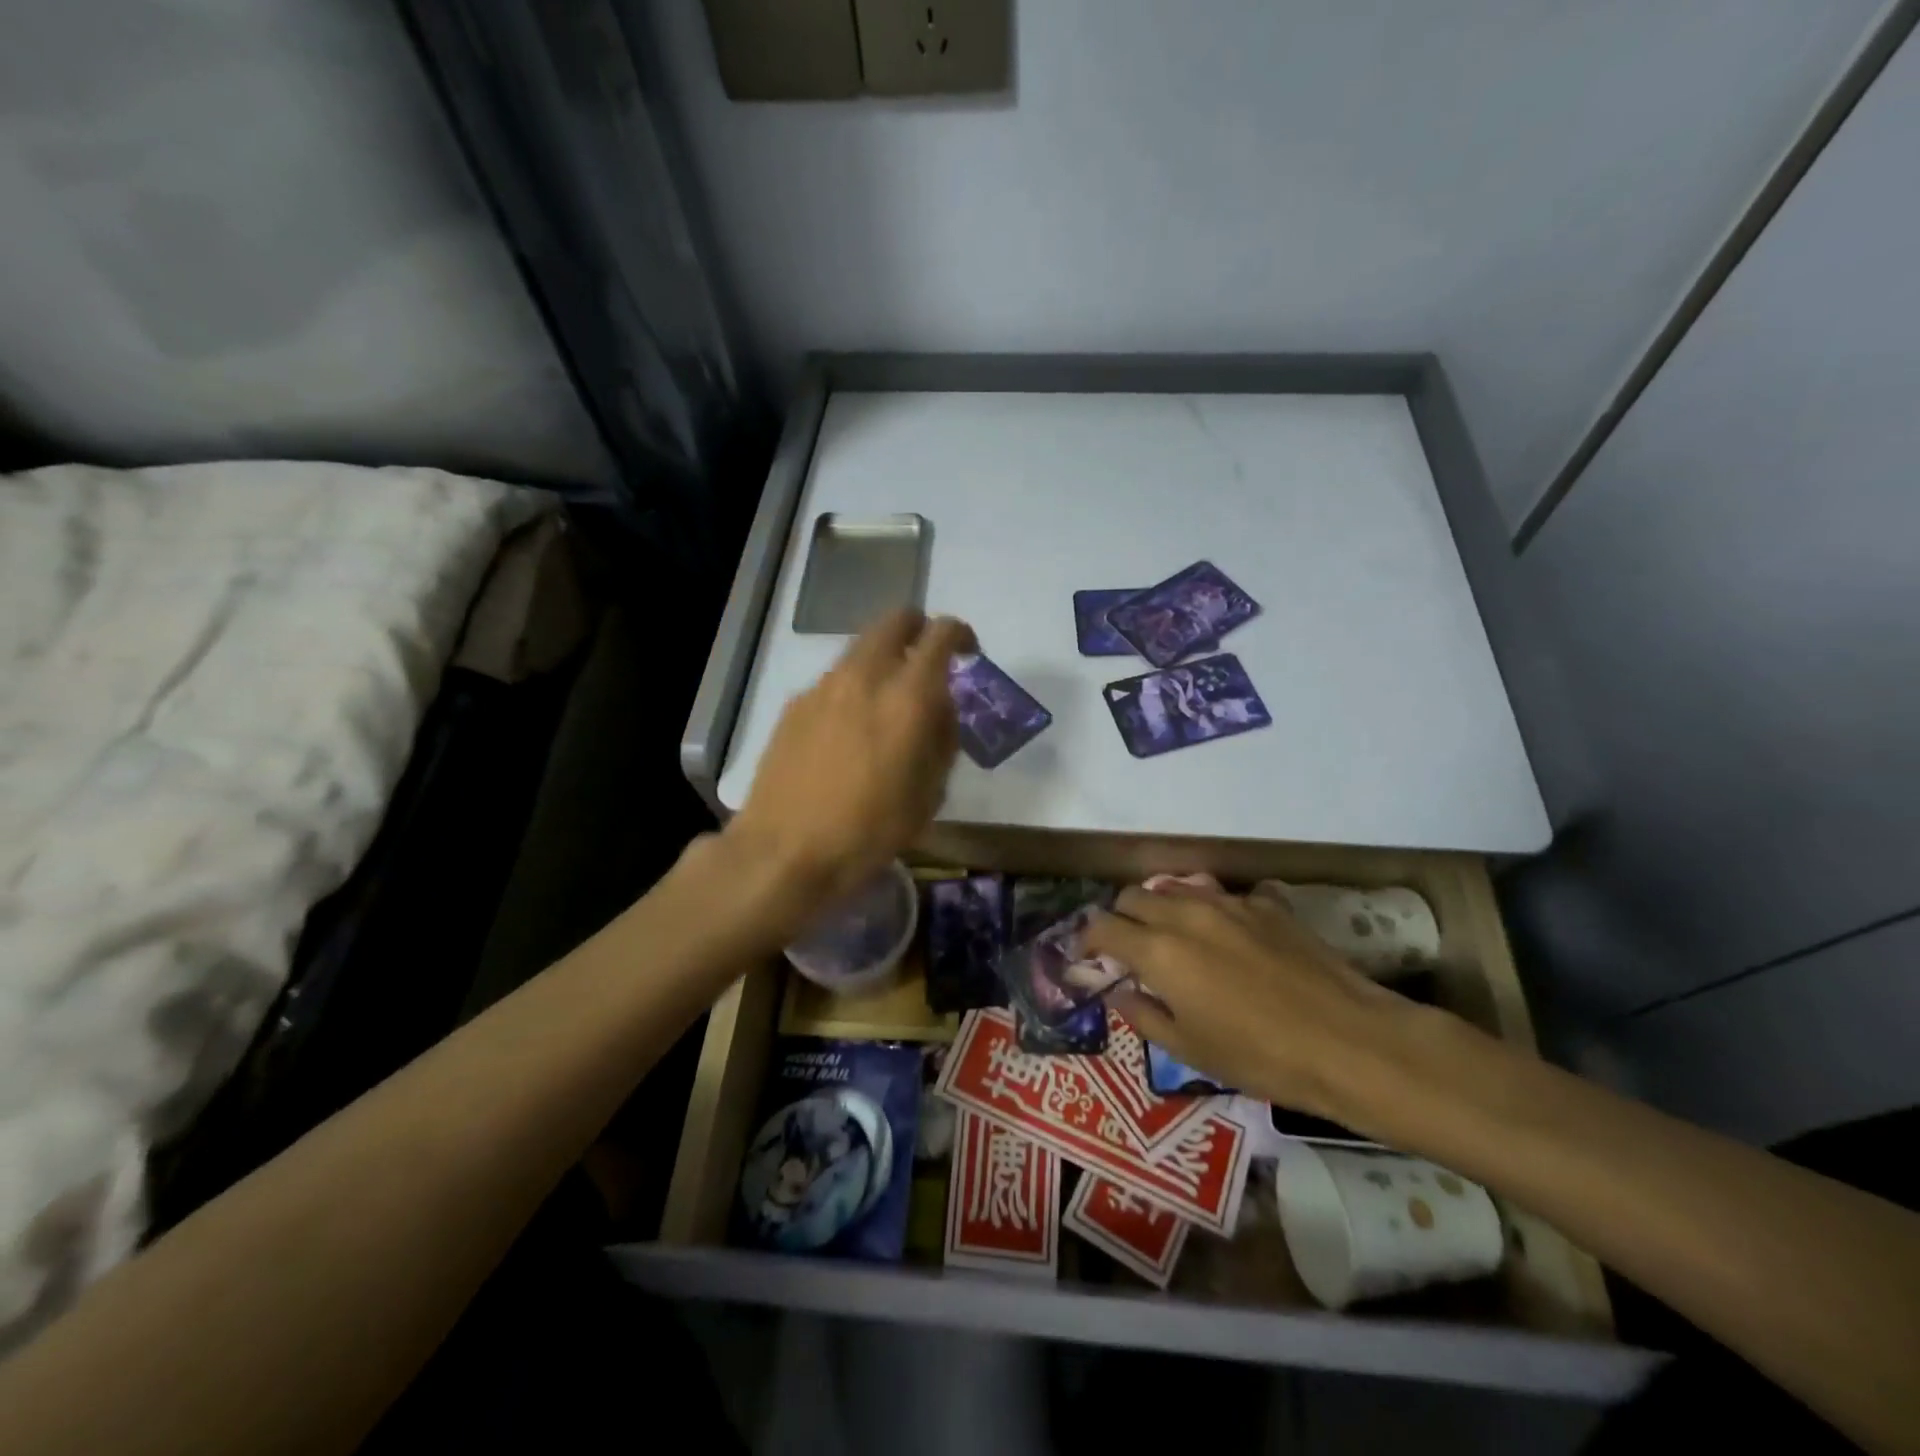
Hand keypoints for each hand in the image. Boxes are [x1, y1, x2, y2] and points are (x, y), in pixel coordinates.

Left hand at [726, 609, 974, 919]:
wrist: (784, 852)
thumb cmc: (869, 832)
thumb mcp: (929, 794)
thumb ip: (942, 739)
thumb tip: (941, 708)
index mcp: (907, 697)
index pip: (941, 635)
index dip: (961, 635)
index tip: (969, 653)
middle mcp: (864, 677)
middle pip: (894, 621)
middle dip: (918, 629)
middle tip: (928, 662)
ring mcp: (823, 687)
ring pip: (861, 649)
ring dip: (883, 661)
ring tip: (887, 706)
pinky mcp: (794, 705)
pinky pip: (834, 680)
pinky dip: (853, 689)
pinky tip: (849, 733)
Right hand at [1084, 881, 1423, 1123]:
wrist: (1349, 1041)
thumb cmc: (1260, 1056)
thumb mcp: (1190, 1050)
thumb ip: (1145, 1015)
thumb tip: (1121, 992)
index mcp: (1159, 950)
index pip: (1103, 927)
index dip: (1087, 940)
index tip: (1087, 957)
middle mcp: (1186, 913)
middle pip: (1134, 896)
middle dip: (1121, 917)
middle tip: (1130, 949)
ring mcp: (1229, 902)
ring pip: (1177, 887)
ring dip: (1163, 906)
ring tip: (1174, 936)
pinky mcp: (1267, 904)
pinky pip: (1225, 895)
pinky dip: (1213, 909)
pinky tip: (1231, 936)